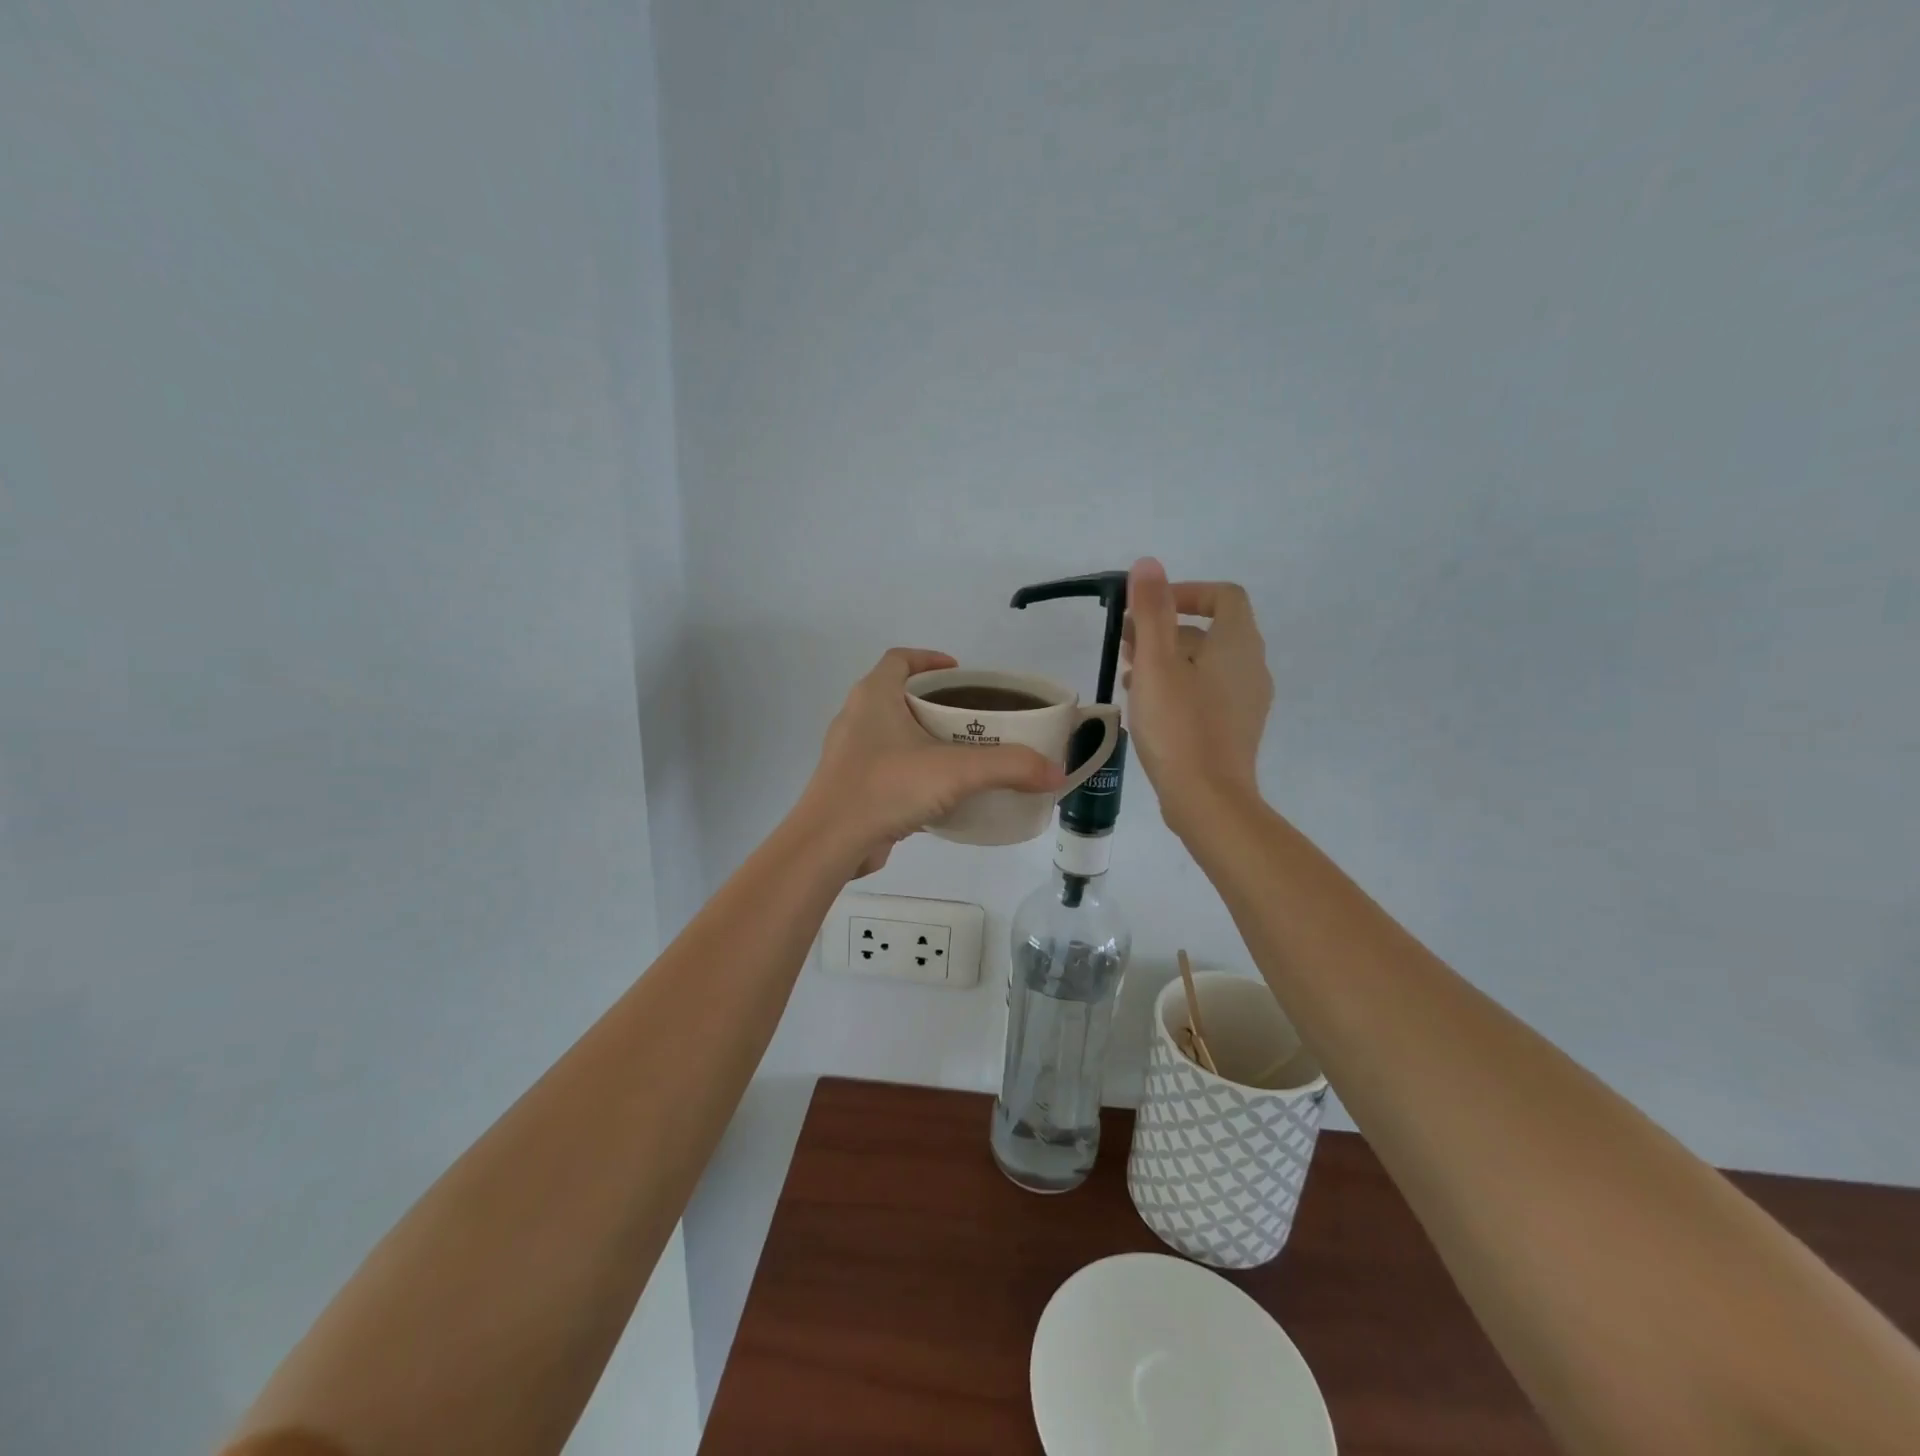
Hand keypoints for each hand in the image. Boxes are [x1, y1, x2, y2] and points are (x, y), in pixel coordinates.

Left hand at [798, 648, 1063, 876]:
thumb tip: (1056, 773)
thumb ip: (1009, 767)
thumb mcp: (956, 772)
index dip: (930, 659)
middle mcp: (857, 717)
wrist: (830, 843)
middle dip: (935, 702)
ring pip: (893, 734)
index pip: (900, 659)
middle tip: (973, 717)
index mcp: (874, 696)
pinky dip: (913, 771)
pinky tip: (940, 792)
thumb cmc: (887, 788)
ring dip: (924, 738)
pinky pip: (888, 767)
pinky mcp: (851, 786)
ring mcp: (850, 754)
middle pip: (899, 695)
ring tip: (962, 753)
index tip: (961, 672)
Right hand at [1122, 558, 1272, 831]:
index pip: (1224, 596)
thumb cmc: (1180, 726)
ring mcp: (1246, 700)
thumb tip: (1149, 563)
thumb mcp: (1157, 664)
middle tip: (1127, 642)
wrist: (1209, 799)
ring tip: (1129, 672)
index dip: (1187, 593)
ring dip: (1168, 659)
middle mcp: (1251, 666)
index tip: (1150, 608)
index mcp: (1238, 644)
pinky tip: (1147, 705)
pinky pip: (1207, 692)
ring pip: (1206, 664)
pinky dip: (1179, 686)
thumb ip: (1153, 611)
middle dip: (1167, 628)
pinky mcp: (1235, 728)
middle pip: (1211, 631)